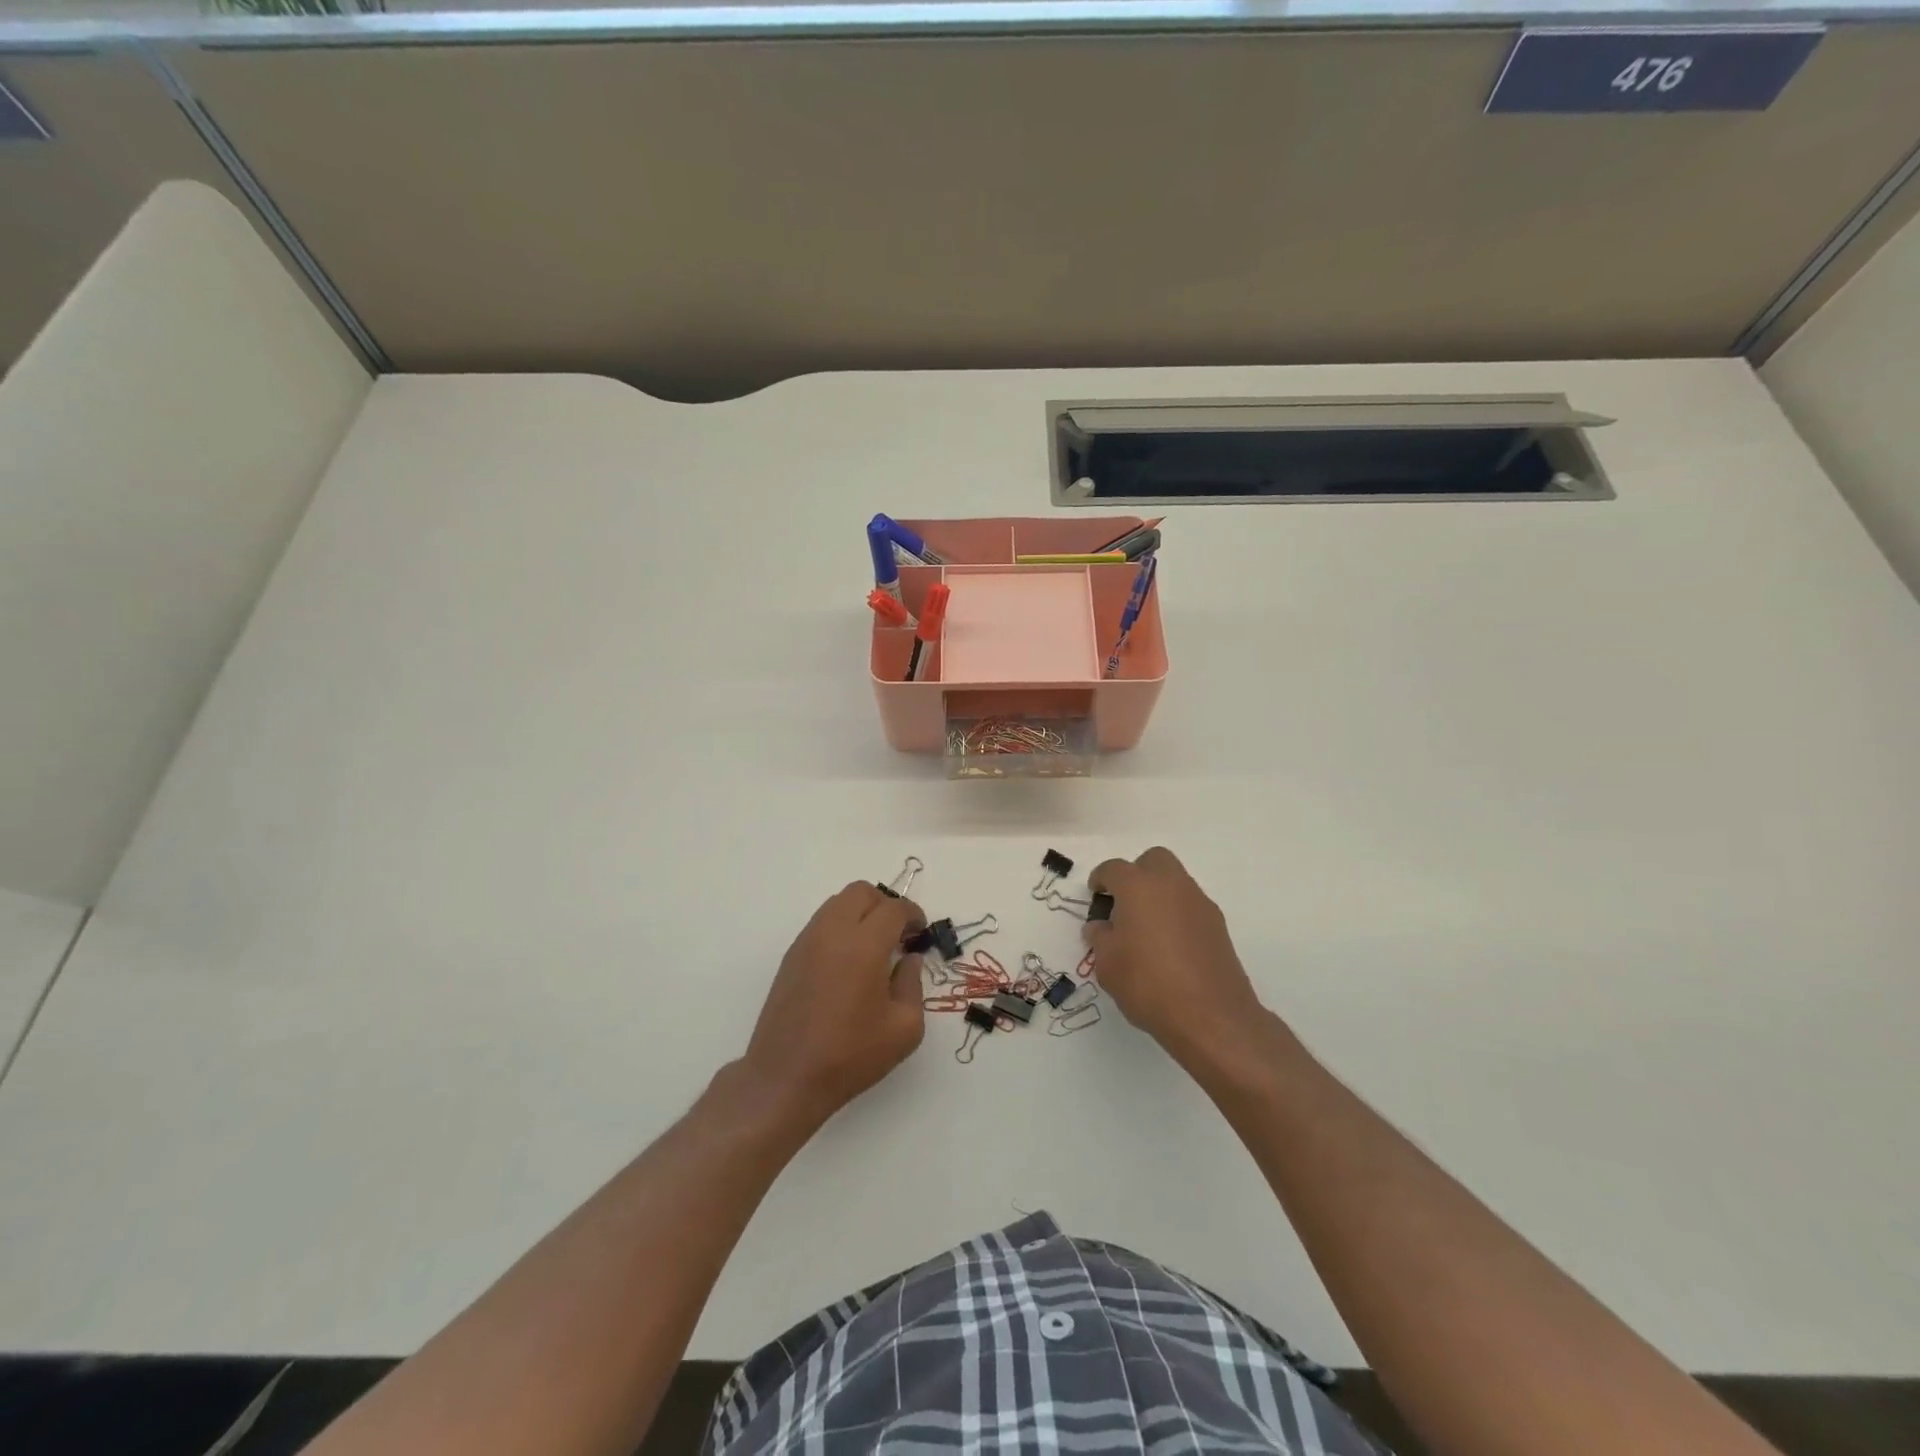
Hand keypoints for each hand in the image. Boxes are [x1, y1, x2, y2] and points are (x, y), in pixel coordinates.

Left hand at [740, 882, 926, 1124]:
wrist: (785, 1078)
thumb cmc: (851, 1055)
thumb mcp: (904, 1028)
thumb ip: (912, 984)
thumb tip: (908, 960)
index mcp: (864, 945)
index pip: (893, 909)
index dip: (913, 914)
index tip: (920, 932)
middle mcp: (833, 933)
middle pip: (861, 892)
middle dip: (885, 905)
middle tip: (898, 935)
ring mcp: (807, 942)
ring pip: (837, 903)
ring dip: (860, 913)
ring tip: (873, 947)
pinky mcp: (790, 956)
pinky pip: (821, 923)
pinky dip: (840, 927)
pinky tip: (848, 962)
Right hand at [1085, 847, 1269, 1064]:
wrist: (1211, 1016)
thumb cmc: (1147, 983)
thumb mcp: (1107, 964)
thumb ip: (1100, 938)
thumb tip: (1101, 926)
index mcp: (1138, 886)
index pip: (1113, 869)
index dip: (1100, 879)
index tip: (1095, 895)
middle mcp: (1171, 885)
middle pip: (1153, 860)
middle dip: (1136, 874)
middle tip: (1124, 904)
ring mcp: (1199, 903)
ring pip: (1175, 882)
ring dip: (1159, 894)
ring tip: (1146, 929)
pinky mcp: (1218, 926)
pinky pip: (1190, 907)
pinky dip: (1177, 915)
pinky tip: (1170, 947)